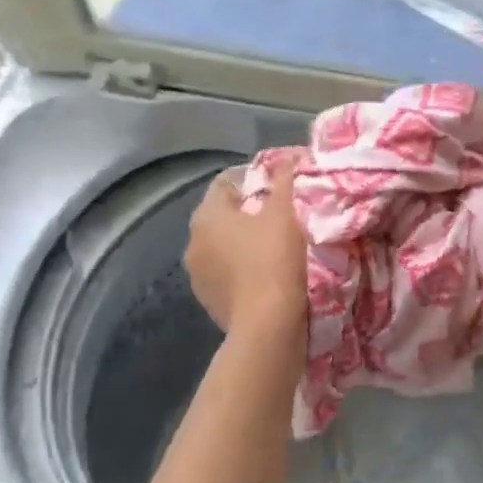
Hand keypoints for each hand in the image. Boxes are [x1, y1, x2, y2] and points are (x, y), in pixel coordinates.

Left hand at [184, 160, 306, 338]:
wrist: (268, 325)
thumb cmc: (275, 258)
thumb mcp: (286, 210)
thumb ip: (285, 178)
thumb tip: (289, 157)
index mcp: (206, 215)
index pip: (227, 182)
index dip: (256, 178)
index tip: (282, 185)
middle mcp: (193, 242)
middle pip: (225, 215)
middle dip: (251, 212)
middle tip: (285, 214)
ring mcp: (198, 275)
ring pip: (225, 246)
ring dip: (246, 242)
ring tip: (279, 245)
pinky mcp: (210, 301)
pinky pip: (228, 274)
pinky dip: (245, 269)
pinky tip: (269, 274)